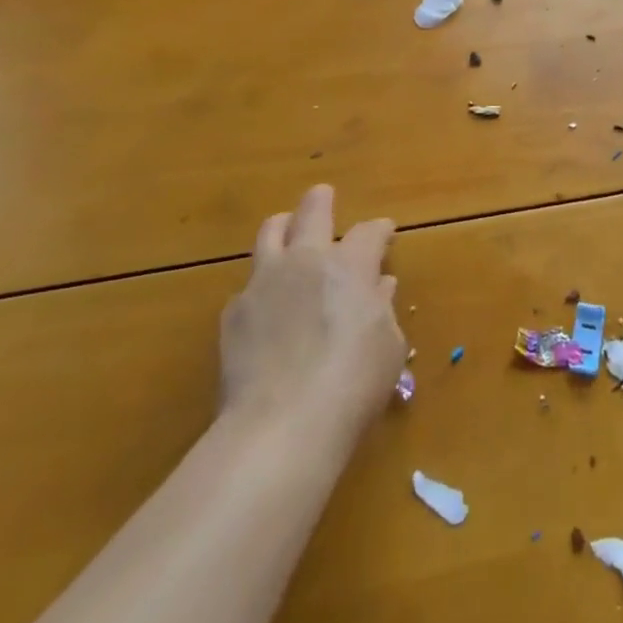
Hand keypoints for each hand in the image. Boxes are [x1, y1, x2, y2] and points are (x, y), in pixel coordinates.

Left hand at [219, 185, 404, 441]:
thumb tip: (378, 288)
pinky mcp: (233, 314)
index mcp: (350, 265)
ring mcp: (264, 283)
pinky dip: (261, 287)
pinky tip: (267, 308)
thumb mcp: (388, 347)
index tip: (385, 233)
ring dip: (283, 228)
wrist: (281, 426)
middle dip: (320, 201)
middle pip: (312, 212)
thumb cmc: (353, 384)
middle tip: (323, 196)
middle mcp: (306, 261)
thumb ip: (382, 309)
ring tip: (286, 232)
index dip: (380, 230)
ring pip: (270, 233)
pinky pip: (248, 286)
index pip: (369, 232)